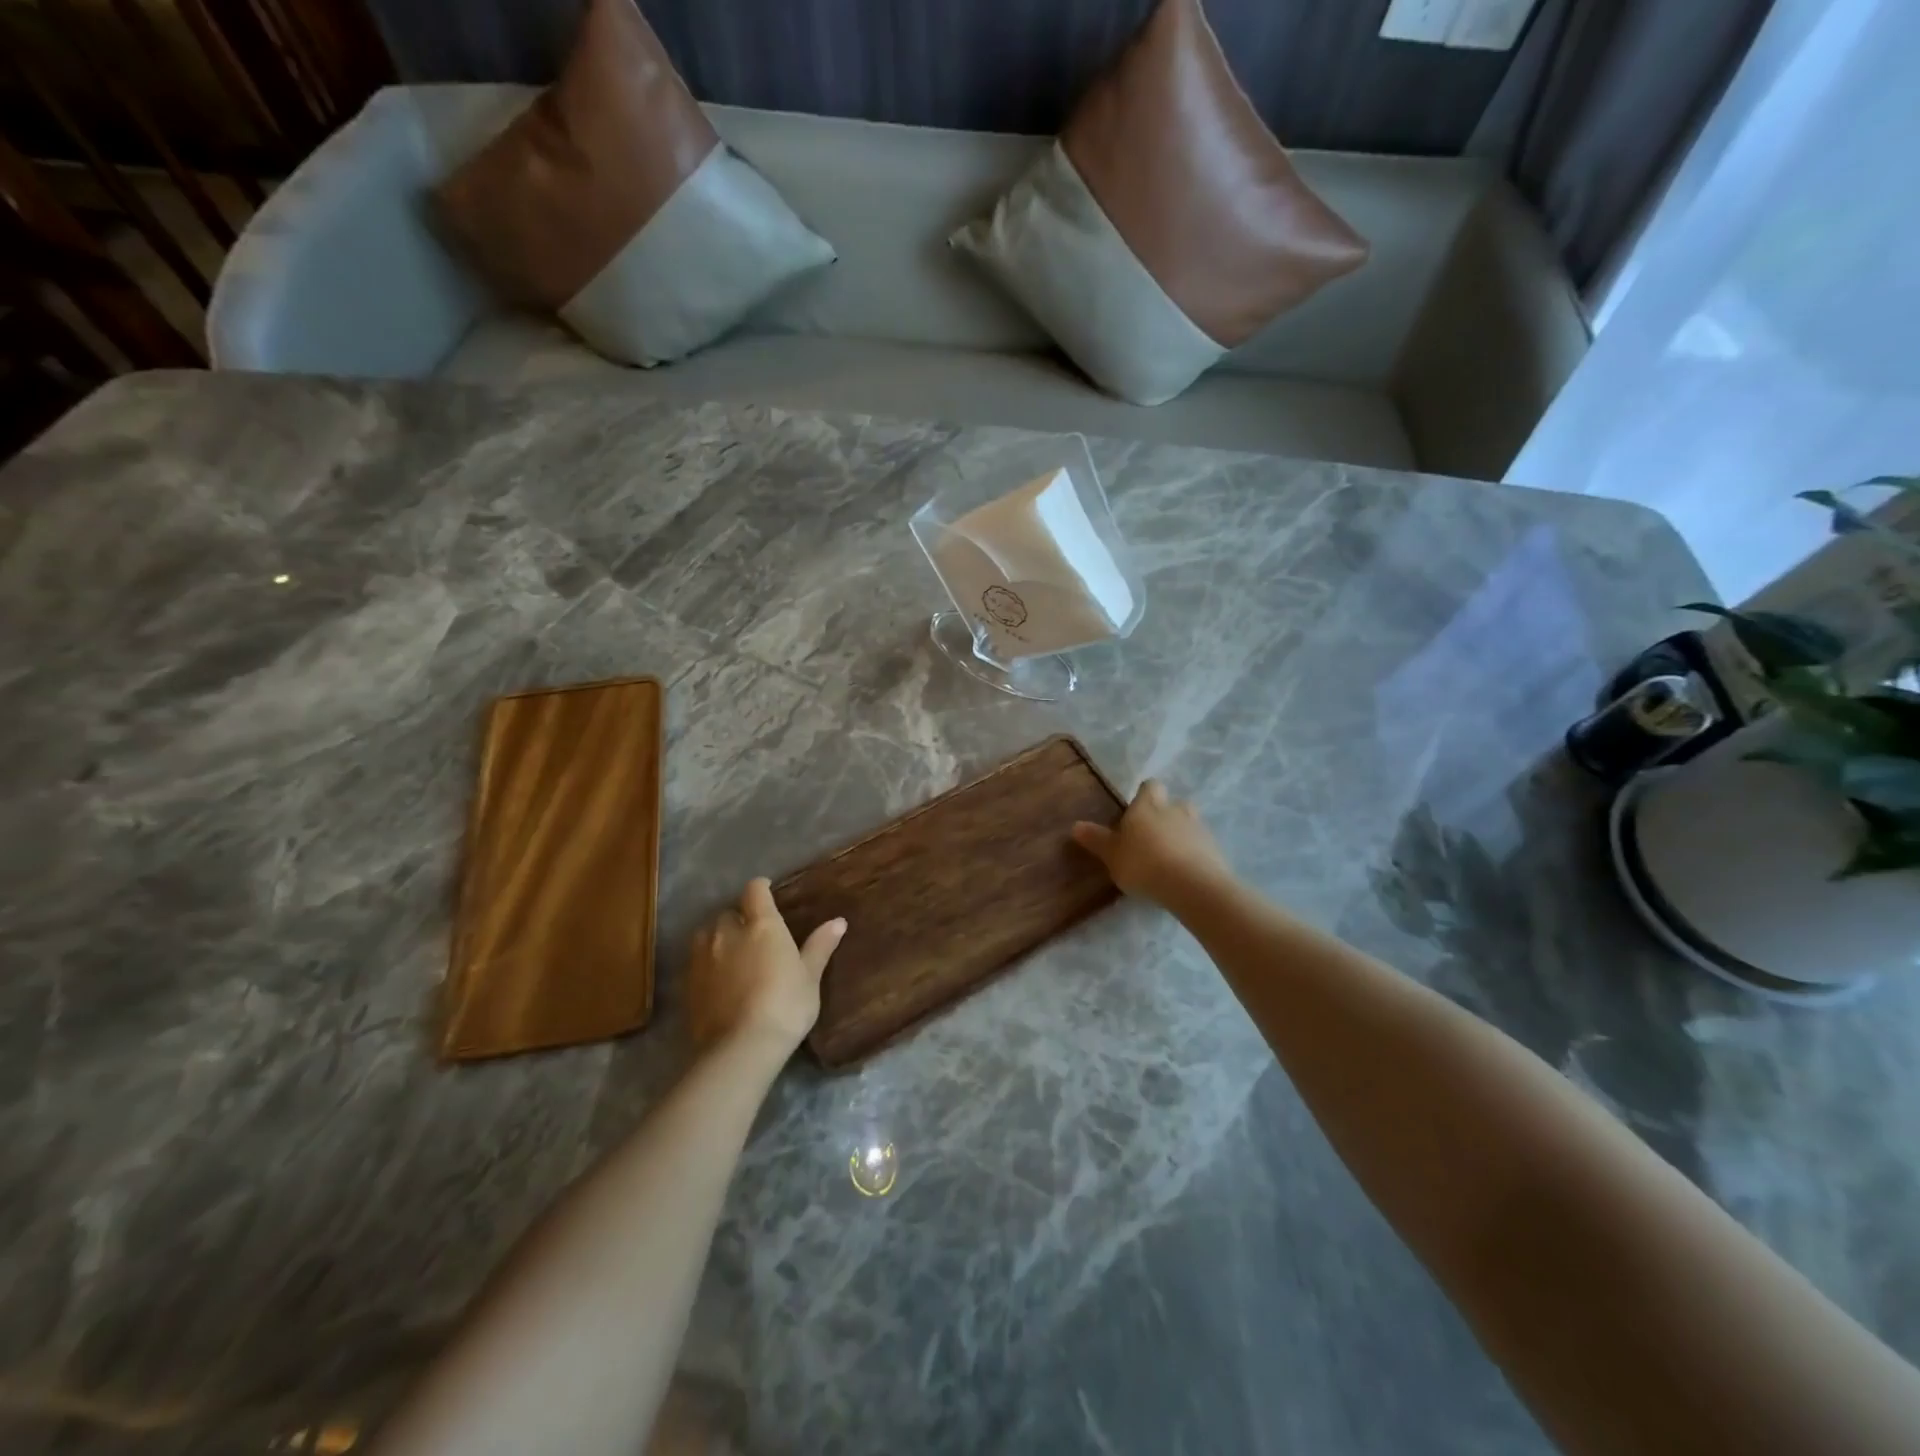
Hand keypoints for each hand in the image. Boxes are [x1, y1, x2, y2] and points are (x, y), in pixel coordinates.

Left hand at [686, 879, 845, 1056]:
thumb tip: (838, 921)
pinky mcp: (688, 983)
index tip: (767, 892)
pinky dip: (706, 963)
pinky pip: (696, 961)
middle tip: (752, 933)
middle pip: (728, 913)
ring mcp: (703, 957)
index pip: (755, 890)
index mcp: (762, 925)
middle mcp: (728, 933)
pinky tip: (718, 981)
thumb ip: (819, 946)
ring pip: (706, 935)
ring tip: (731, 954)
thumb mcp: (809, 977)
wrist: (741, 1047)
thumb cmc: (785, 1006)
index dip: (760, 888)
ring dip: (718, 938)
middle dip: (738, 918)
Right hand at [1071, 779, 1233, 907]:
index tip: (1135, 812)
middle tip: (1152, 836)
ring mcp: (1199, 829)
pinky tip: (1184, 873)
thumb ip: (1096, 839)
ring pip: (1189, 824)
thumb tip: (1075, 825)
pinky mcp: (1215, 850)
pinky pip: (1202, 846)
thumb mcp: (1112, 855)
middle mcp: (1175, 809)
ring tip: (1169, 858)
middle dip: (1165, 815)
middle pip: (1173, 803)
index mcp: (1148, 805)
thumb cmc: (1144, 864)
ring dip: (1181, 835)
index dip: (1144, 796)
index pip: (1149, 786)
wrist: (1192, 886)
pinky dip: (1194, 854)